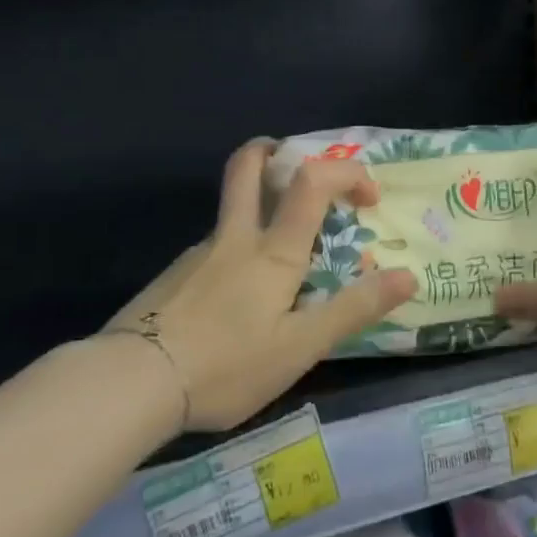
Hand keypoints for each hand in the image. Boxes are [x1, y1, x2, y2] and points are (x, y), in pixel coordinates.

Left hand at [104, 141, 415, 431]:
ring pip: (233, 210)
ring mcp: (198, 255)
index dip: (347, 172)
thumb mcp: (301, 346)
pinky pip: (216, 248)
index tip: (368, 198)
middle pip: (249, 167)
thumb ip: (354, 309)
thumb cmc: (226, 364)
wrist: (127, 385)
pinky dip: (239, 251)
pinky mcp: (173, 278)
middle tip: (297, 163)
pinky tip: (239, 302)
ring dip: (263, 208)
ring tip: (284, 261)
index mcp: (273, 250)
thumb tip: (409, 276)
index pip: (313, 181)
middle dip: (276, 151)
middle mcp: (235, 238)